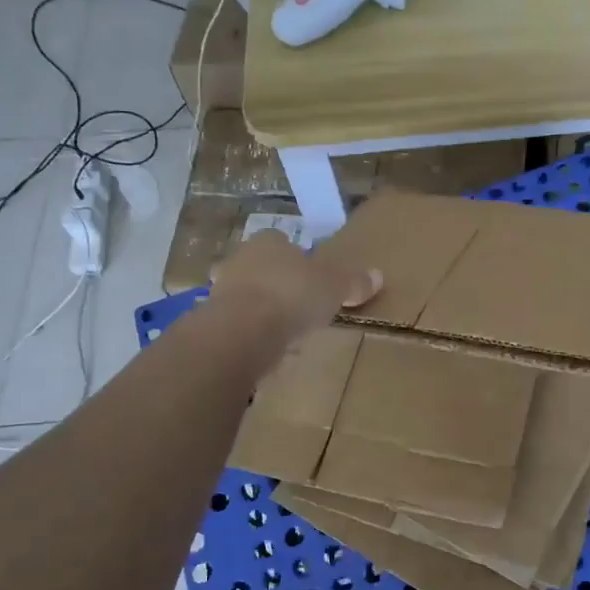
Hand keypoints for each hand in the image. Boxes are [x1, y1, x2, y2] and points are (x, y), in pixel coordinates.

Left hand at [209, 231, 381, 345]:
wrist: (242, 331)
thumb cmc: (292, 295)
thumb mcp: (334, 287)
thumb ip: (353, 282)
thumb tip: (378, 276)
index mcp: (269, 242)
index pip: (282, 242)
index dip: (297, 259)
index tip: (311, 277)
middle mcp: (240, 259)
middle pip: (261, 267)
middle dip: (277, 283)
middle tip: (298, 303)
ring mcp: (222, 290)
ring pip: (246, 295)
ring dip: (262, 309)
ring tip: (285, 330)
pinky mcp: (212, 321)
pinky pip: (238, 323)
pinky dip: (251, 333)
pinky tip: (268, 348)